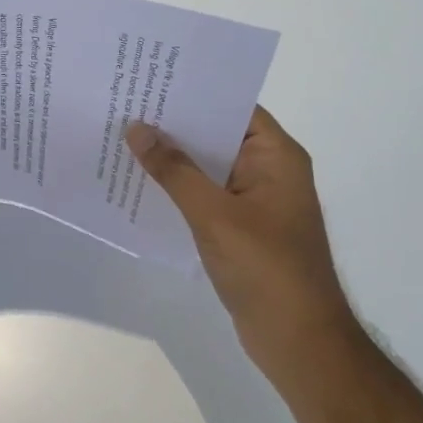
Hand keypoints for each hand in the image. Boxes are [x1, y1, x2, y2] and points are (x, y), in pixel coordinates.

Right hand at [126, 109, 352, 365]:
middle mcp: (268, 171)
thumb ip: (175, 170)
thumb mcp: (214, 214)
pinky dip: (177, 190)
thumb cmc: (265, 268)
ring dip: (172, 159)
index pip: (232, 108)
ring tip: (123, 139)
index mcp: (276, 157)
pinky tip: (140, 185)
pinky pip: (205, 197)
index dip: (194, 93)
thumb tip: (137, 128)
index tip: (150, 81)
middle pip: (216, 136)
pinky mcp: (241, 228)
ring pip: (207, 168)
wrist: (299, 341)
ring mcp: (255, 202)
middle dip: (174, 125)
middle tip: (125, 105)